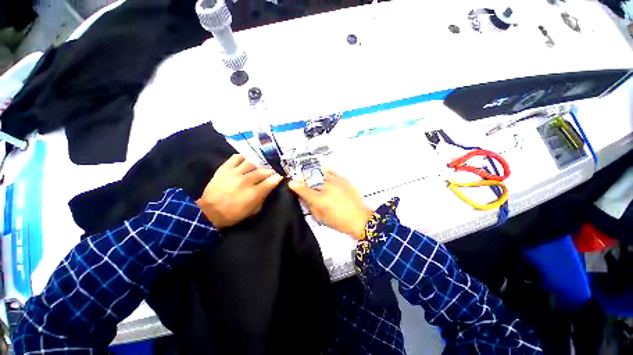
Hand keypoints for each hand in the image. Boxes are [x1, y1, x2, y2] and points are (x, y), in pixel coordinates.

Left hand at [197, 154, 282, 228]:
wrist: (209, 212)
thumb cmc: (233, 214)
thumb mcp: (253, 211)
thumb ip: (263, 198)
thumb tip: (270, 186)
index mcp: (254, 193)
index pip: (271, 181)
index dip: (277, 178)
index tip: (279, 177)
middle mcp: (246, 181)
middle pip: (263, 171)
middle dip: (270, 171)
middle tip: (270, 172)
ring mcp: (235, 173)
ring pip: (252, 163)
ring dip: (258, 165)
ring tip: (258, 168)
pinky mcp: (225, 168)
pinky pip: (236, 157)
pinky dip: (243, 158)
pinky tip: (245, 162)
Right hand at [288, 169, 372, 239]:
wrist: (359, 219)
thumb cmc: (339, 222)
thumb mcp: (321, 218)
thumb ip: (310, 206)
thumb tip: (304, 197)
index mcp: (320, 201)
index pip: (304, 191)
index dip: (296, 186)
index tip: (291, 182)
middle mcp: (327, 189)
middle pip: (311, 181)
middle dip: (304, 180)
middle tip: (300, 179)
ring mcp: (336, 183)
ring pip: (321, 175)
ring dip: (313, 175)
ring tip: (310, 175)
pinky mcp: (344, 180)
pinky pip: (333, 172)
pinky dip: (327, 170)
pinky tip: (323, 169)